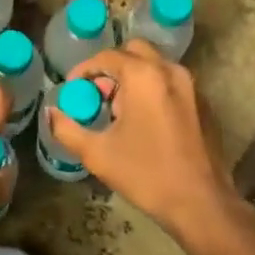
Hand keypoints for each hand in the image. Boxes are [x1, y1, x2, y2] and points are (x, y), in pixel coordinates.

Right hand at [47, 40, 244, 245]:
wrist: (202, 203)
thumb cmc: (146, 174)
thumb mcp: (98, 154)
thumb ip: (67, 129)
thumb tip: (51, 113)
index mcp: (143, 76)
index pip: (107, 56)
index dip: (85, 69)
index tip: (73, 88)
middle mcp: (169, 70)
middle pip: (134, 51)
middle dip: (112, 67)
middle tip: (99, 93)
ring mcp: (191, 85)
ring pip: (155, 65)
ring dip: (134, 77)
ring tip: (120, 109)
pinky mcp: (204, 103)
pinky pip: (172, 82)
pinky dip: (154, 89)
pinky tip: (146, 121)